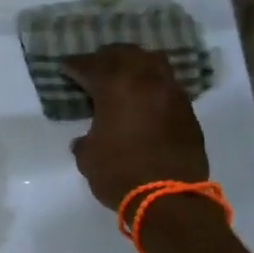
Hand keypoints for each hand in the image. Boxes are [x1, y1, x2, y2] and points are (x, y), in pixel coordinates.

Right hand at [64, 44, 208, 209]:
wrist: (169, 198)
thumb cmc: (119, 174)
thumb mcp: (88, 158)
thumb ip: (85, 140)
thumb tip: (85, 139)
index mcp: (115, 87)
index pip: (90, 66)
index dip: (74, 65)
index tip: (65, 68)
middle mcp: (145, 81)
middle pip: (124, 54)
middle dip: (106, 57)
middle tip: (94, 66)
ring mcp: (171, 93)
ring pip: (152, 62)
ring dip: (135, 64)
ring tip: (124, 74)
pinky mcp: (187, 110)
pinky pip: (166, 84)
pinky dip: (152, 83)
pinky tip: (144, 96)